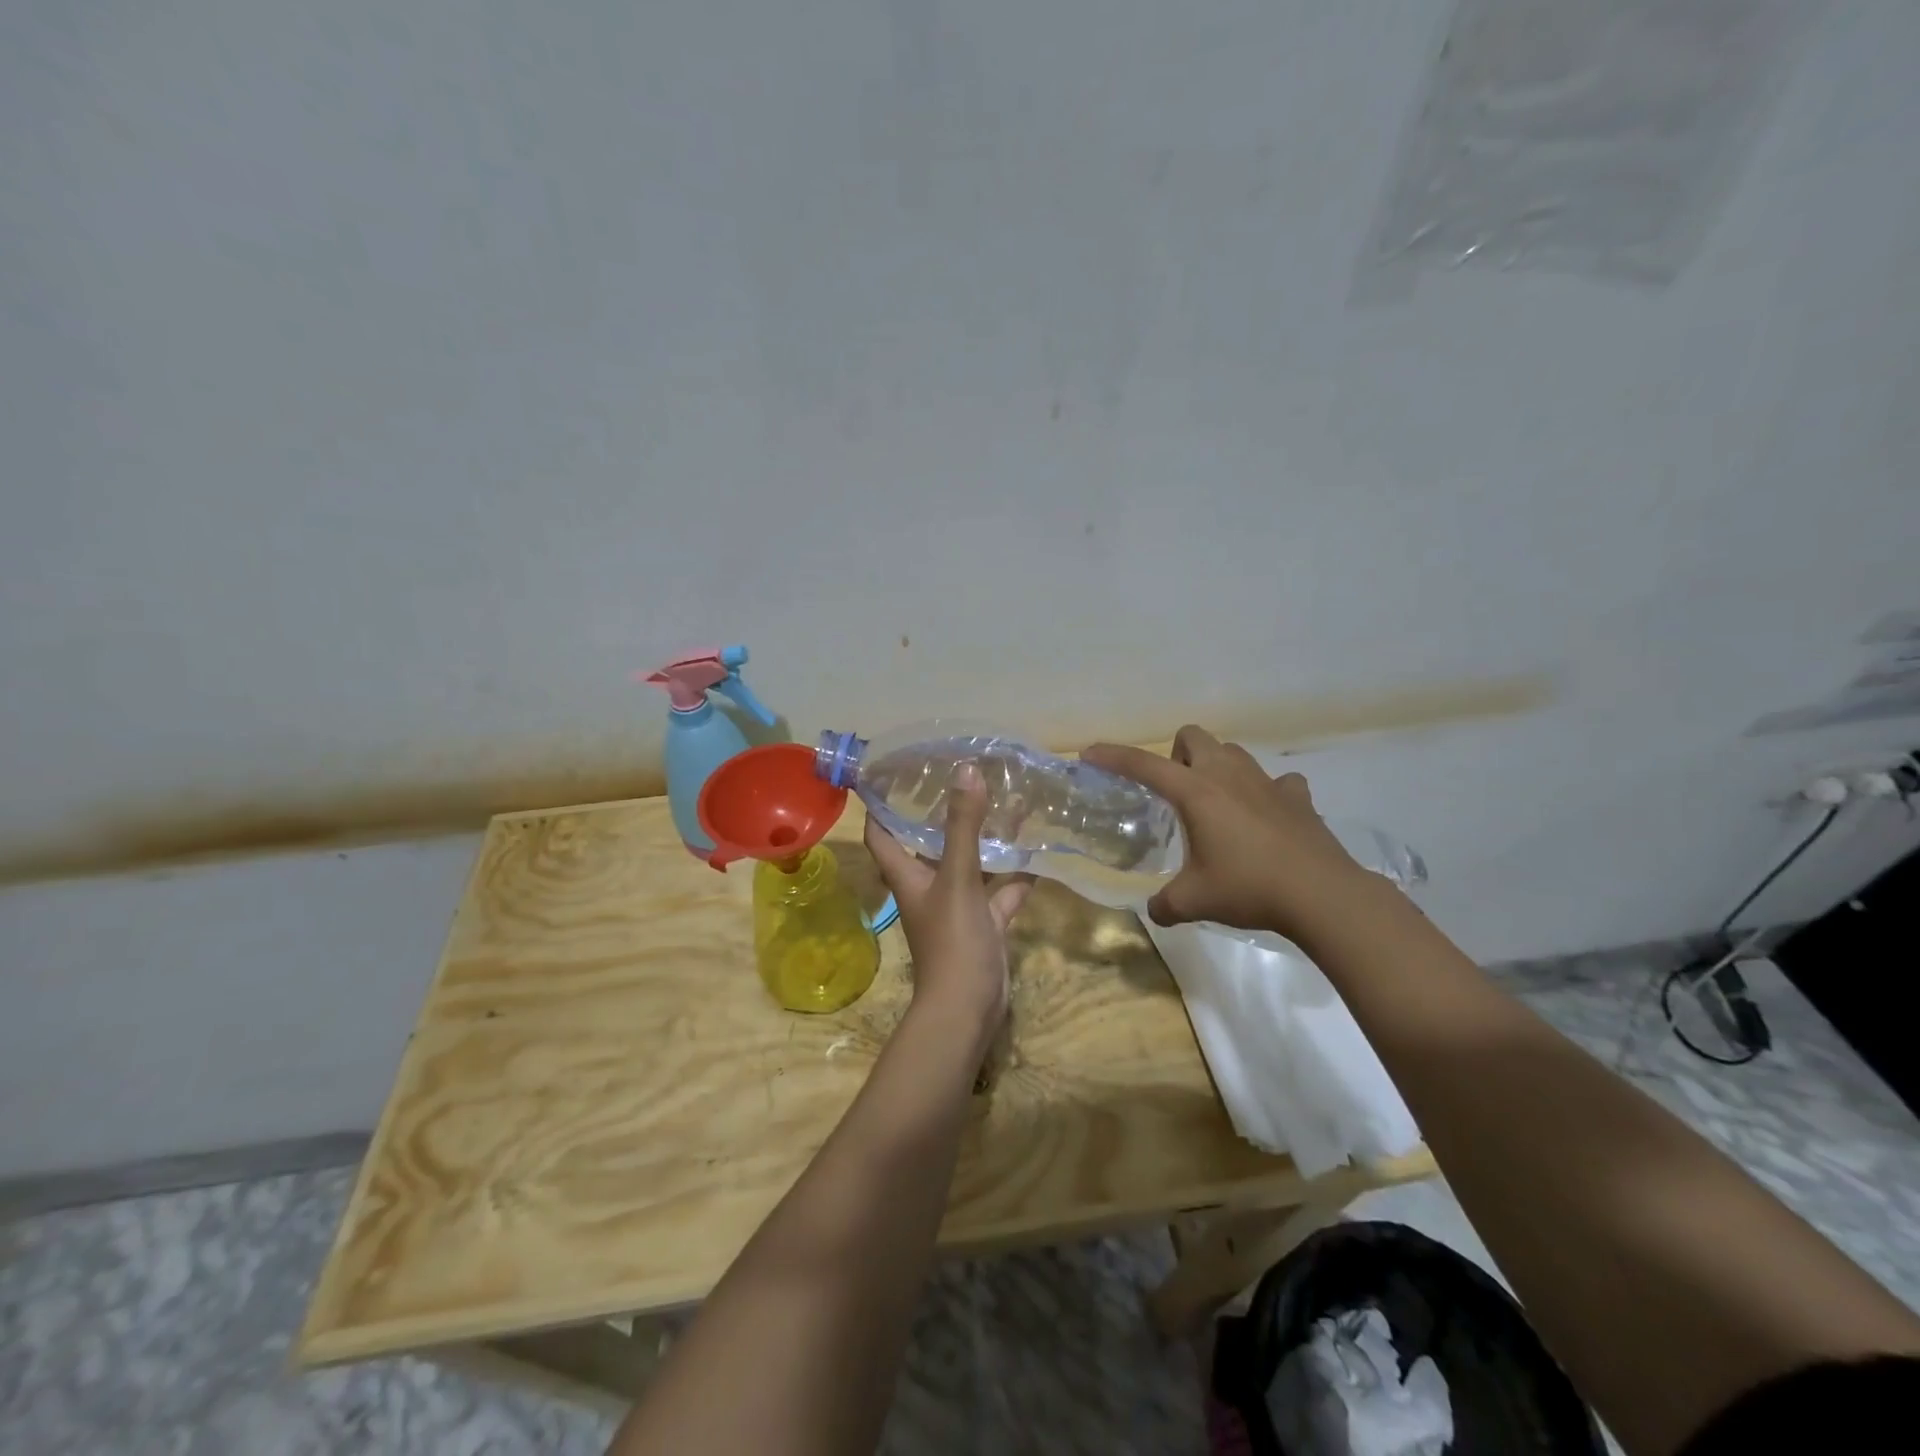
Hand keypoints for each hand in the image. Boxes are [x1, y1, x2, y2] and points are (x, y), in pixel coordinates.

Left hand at [864, 764, 1032, 1033]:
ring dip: (982, 842)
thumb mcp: (957, 878)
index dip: (879, 804)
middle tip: (960, 777)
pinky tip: (1035, 854)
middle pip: (926, 845)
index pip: (881, 833)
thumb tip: (965, 770)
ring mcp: (956, 907)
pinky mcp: (983, 924)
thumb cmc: (952, 939)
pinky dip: (1014, 878)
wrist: (968, 1008)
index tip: (889, 772)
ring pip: (968, 866)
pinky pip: (998, 894)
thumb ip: (962, 826)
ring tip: (1003, 805)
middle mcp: (927, 887)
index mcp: (907, 875)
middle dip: (940, 814)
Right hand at [1082, 726, 1369, 939]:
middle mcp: (1228, 775)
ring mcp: (1267, 782)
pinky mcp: (1298, 797)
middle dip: (1176, 755)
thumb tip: (1155, 910)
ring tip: (1217, 805)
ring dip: (1218, 768)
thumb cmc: (1249, 887)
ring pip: (1233, 753)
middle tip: (1175, 792)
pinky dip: (1266, 793)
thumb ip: (1165, 904)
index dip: (1113, 757)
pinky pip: (1278, 781)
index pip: (1144, 765)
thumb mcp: (1194, 901)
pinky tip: (1265, 818)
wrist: (1322, 895)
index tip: (1090, 754)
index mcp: (1196, 792)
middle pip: (1193, 737)